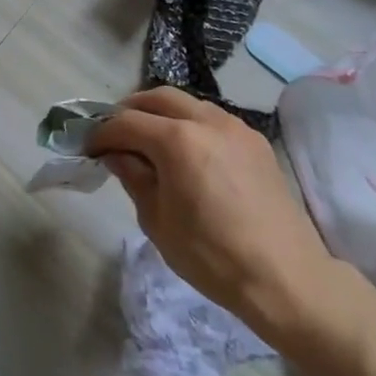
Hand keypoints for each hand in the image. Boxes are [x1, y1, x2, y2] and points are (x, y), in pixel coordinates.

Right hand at [87, 86, 341, 342]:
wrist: (287, 278)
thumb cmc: (212, 256)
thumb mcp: (157, 221)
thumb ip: (134, 178)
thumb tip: (117, 155)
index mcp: (177, 140)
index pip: (126, 123)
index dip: (101, 134)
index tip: (88, 148)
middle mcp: (207, 121)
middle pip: (157, 98)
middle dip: (131, 111)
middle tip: (115, 136)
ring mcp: (236, 128)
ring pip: (188, 103)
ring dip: (162, 114)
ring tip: (150, 142)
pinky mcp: (256, 142)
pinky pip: (213, 119)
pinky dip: (190, 124)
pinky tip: (187, 153)